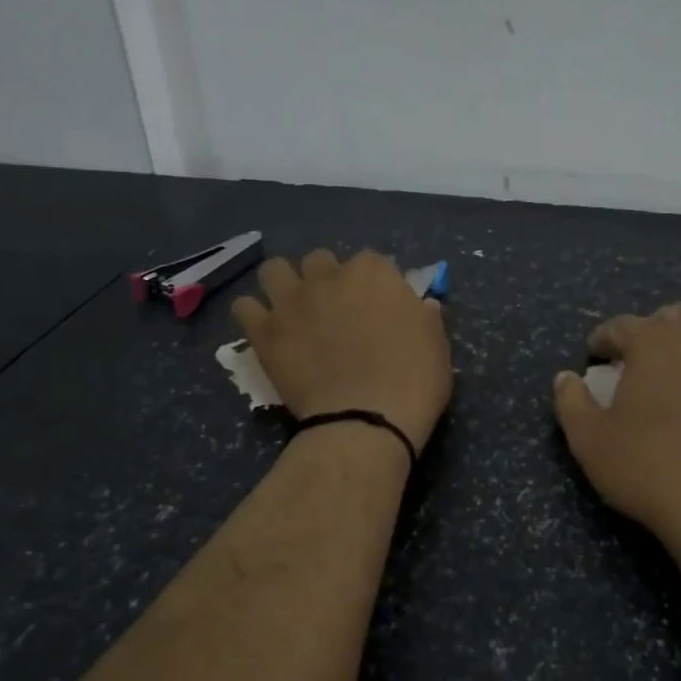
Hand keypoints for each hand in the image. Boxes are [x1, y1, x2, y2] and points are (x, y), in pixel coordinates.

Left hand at [233, 249, 452, 451]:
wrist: (366, 420)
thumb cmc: (413, 380)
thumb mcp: (437, 343)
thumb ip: (425, 316)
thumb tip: (420, 305)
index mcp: (374, 272)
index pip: (371, 262)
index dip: (373, 284)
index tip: (378, 307)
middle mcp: (329, 276)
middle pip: (320, 260)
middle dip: (326, 279)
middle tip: (335, 311)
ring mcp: (292, 301)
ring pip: (274, 270)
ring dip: (283, 284)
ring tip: (293, 311)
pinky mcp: (264, 331)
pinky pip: (244, 306)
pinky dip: (254, 315)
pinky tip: (268, 332)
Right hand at [553, 304, 680, 547]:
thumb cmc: (646, 468)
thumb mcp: (589, 440)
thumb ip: (572, 402)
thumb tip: (565, 377)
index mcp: (653, 344)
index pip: (622, 325)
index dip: (604, 336)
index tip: (594, 352)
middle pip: (678, 316)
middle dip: (656, 328)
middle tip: (642, 355)